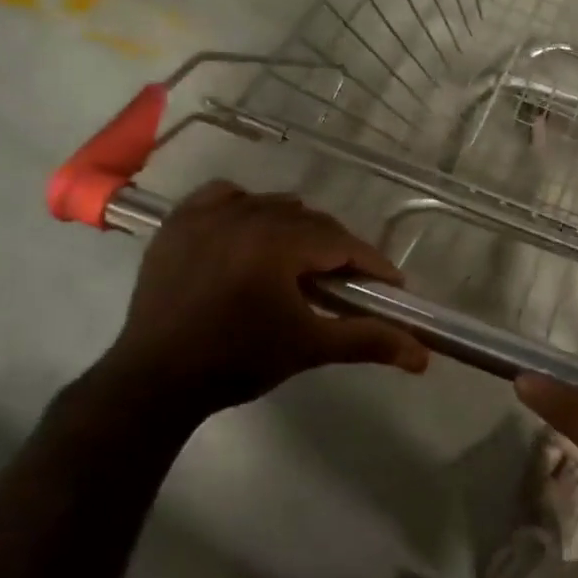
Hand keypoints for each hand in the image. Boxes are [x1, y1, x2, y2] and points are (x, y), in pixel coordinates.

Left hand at [98, 182, 428, 416]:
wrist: (154, 381)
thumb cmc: (237, 361)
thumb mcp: (309, 348)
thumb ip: (369, 341)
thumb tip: (423, 356)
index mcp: (277, 244)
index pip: (342, 243)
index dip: (373, 264)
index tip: (392, 286)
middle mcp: (244, 217)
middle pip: (312, 222)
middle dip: (337, 250)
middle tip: (349, 284)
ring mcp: (207, 216)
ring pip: (272, 206)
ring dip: (297, 229)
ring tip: (303, 263)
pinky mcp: (179, 224)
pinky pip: (224, 197)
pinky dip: (245, 207)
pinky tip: (251, 231)